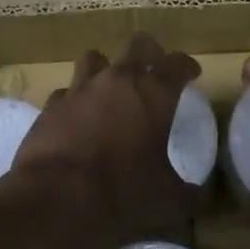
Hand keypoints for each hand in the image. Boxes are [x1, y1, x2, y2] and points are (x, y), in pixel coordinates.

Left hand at [2, 34, 203, 248]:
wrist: (56, 199)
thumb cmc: (123, 194)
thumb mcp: (169, 202)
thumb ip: (190, 195)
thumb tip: (200, 197)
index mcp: (154, 95)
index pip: (177, 64)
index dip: (186, 66)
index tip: (191, 73)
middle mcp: (117, 81)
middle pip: (138, 46)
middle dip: (150, 53)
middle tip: (154, 68)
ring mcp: (79, 90)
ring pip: (94, 59)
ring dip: (106, 68)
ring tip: (110, 87)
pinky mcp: (50, 107)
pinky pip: (66, 92)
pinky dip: (75, 100)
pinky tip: (77, 117)